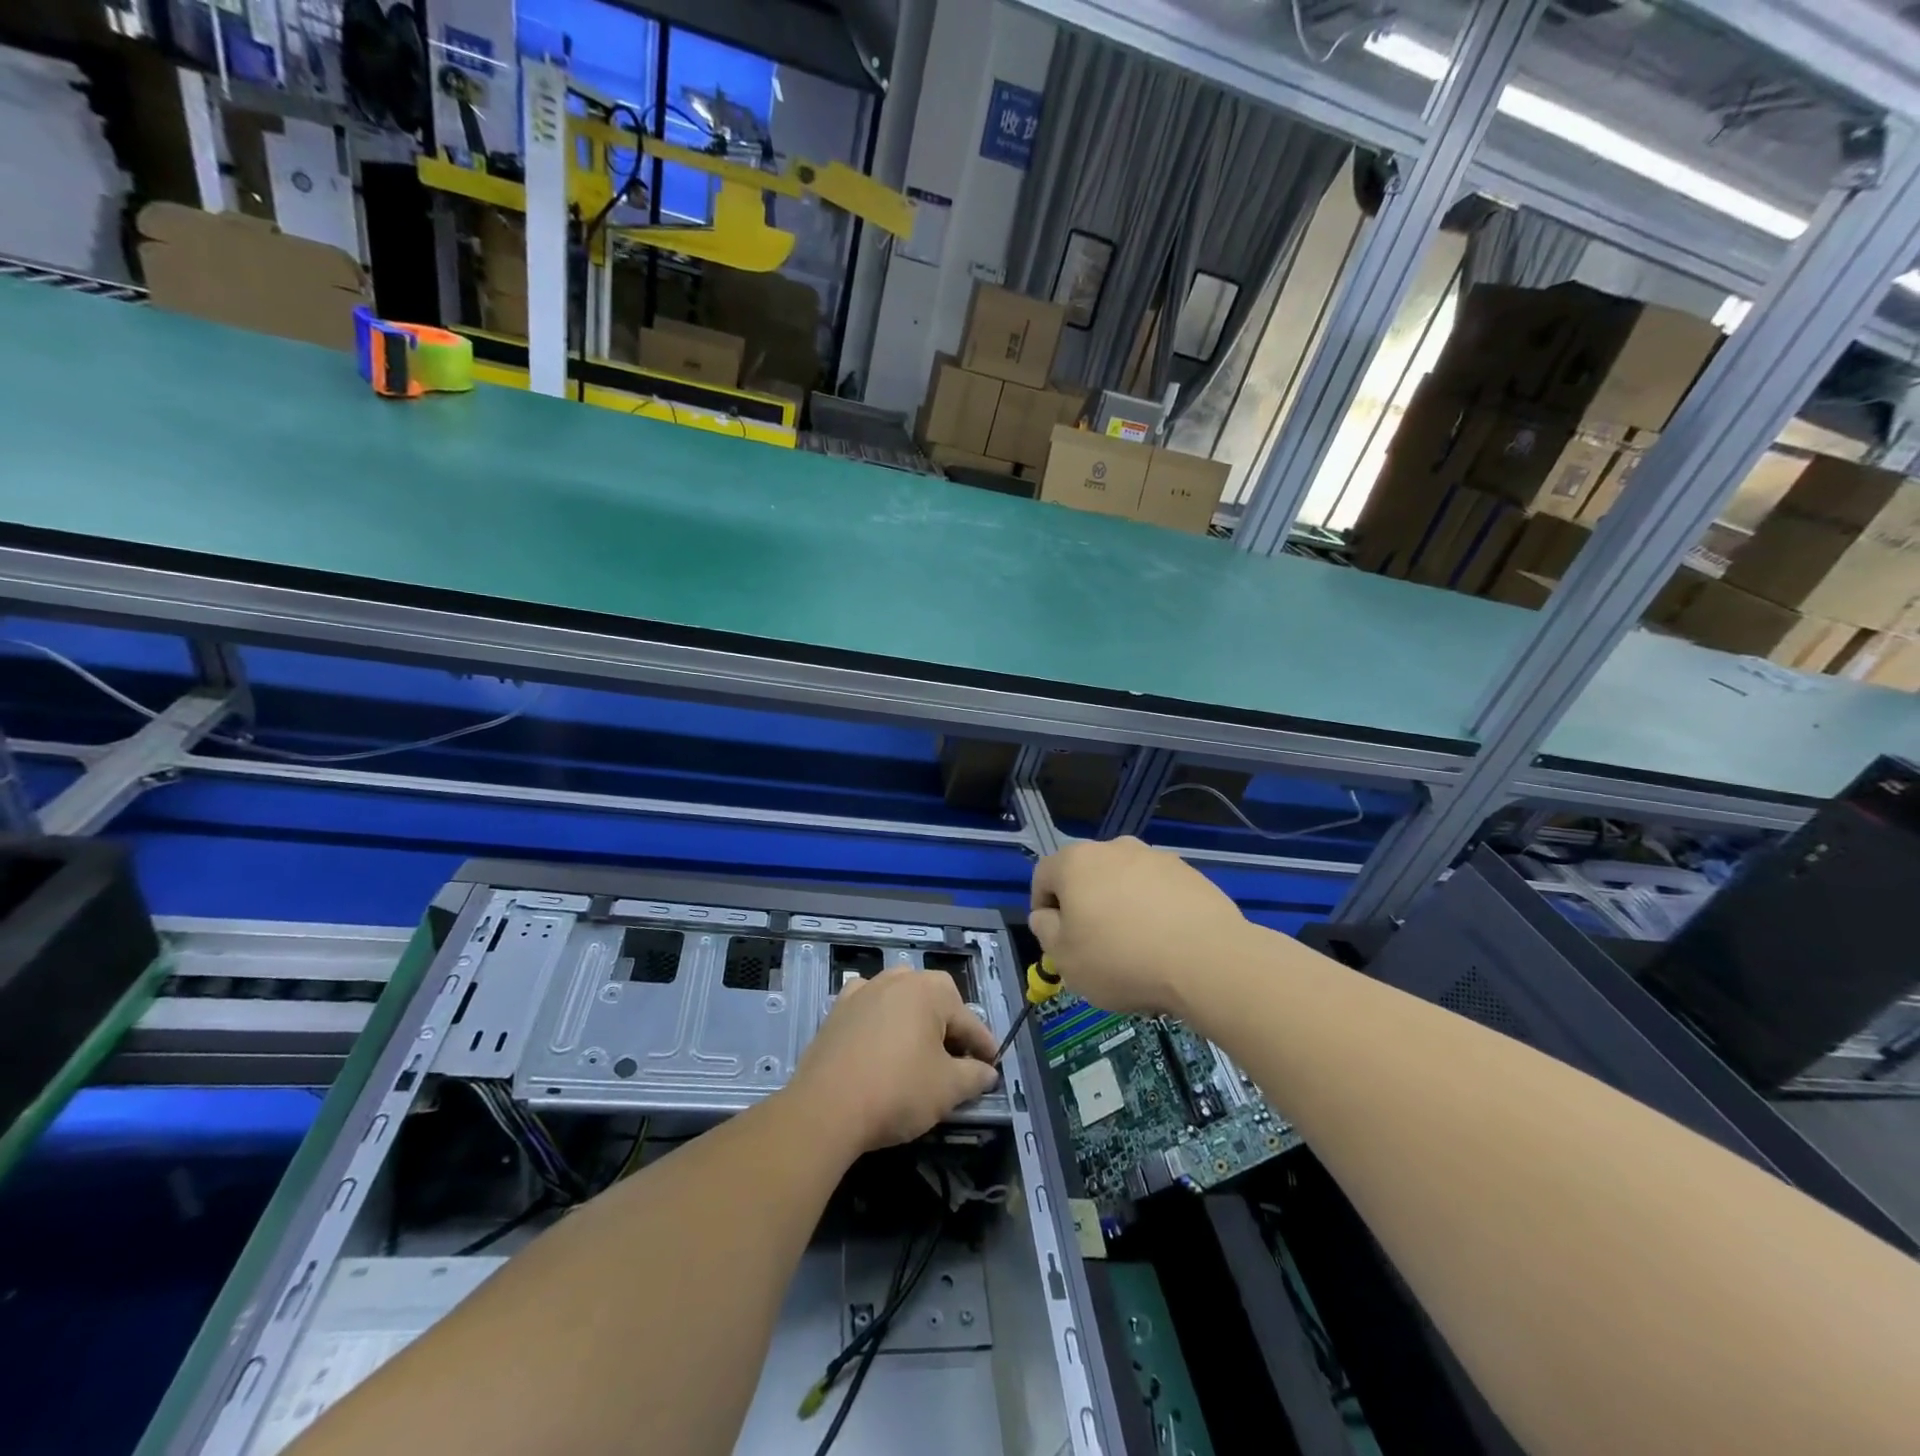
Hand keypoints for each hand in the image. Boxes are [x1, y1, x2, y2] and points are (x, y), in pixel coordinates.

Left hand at [787, 969, 999, 1154]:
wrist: (826, 1107)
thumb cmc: (897, 1091)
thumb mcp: (948, 1089)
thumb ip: (974, 1076)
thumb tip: (987, 1072)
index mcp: (930, 990)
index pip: (968, 1020)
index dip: (984, 1046)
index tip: (992, 1066)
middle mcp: (898, 979)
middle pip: (935, 1001)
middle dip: (949, 1028)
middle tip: (957, 1061)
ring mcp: (864, 991)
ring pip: (901, 999)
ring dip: (914, 1019)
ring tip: (920, 1049)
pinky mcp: (837, 1010)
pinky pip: (869, 1006)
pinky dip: (880, 1018)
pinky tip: (881, 1038)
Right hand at [1030, 837, 1249, 1016]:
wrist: (1207, 960)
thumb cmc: (1121, 959)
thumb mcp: (1065, 958)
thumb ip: (1045, 931)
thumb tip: (1046, 916)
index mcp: (1076, 862)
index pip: (1044, 875)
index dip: (1042, 906)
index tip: (1054, 937)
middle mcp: (1114, 848)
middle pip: (1086, 874)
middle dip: (1084, 904)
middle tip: (1092, 944)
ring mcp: (1156, 857)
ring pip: (1124, 881)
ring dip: (1120, 905)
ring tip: (1134, 946)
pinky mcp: (1190, 874)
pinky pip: (1158, 891)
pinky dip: (1154, 910)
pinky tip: (1164, 942)